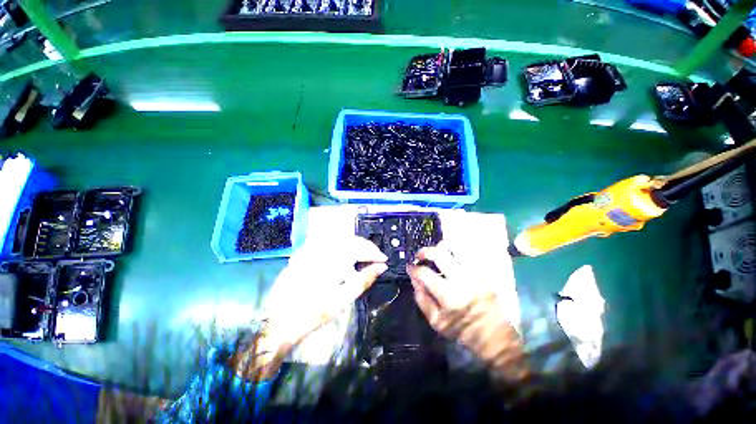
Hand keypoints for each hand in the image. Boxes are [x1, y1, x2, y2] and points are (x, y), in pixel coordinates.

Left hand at [231, 235, 387, 379]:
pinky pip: (327, 245)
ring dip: (354, 246)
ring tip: (363, 257)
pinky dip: (341, 249)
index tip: (384, 260)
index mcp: (331, 259)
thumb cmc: (314, 313)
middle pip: (350, 240)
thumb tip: (381, 267)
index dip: (373, 252)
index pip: (359, 247)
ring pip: (339, 240)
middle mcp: (320, 248)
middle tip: (375, 258)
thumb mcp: (343, 299)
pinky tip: (345, 259)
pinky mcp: (304, 253)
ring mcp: (310, 249)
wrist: (280, 322)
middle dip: (365, 247)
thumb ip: (364, 279)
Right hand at [407, 242, 526, 381]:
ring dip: (442, 247)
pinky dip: (457, 252)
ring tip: (436, 251)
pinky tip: (451, 257)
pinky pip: (468, 254)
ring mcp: (474, 273)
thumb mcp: (436, 322)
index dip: (413, 268)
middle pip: (439, 254)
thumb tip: (414, 279)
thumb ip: (422, 299)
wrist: (494, 336)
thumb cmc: (462, 331)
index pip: (424, 273)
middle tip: (420, 255)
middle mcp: (461, 279)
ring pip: (456, 249)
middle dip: (425, 251)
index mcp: (448, 294)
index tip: (410, 267)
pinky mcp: (483, 272)